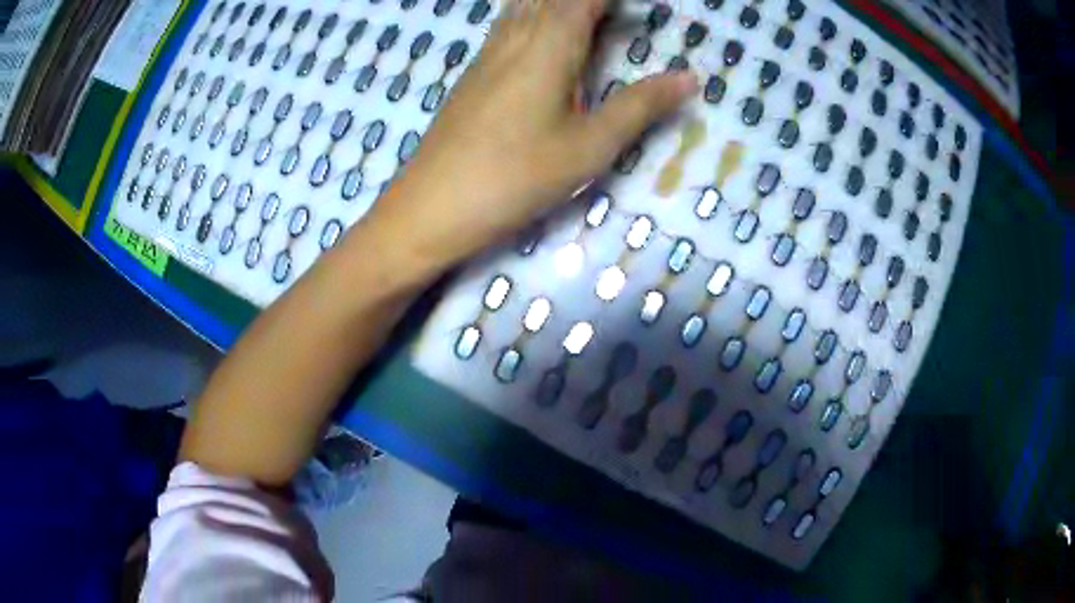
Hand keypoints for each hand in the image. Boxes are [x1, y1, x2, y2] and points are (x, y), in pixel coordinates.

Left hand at [367, 0, 696, 271]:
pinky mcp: (473, 73)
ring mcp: (488, 54)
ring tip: (588, 16)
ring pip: (524, 6)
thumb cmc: (515, 177)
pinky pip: (507, 24)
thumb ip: (640, 107)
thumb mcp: (589, 147)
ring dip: (558, 2)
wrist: (432, 206)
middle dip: (588, 0)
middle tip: (618, 14)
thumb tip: (689, 78)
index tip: (644, 6)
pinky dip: (533, 14)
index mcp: (548, 46)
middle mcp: (515, 38)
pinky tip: (539, 30)